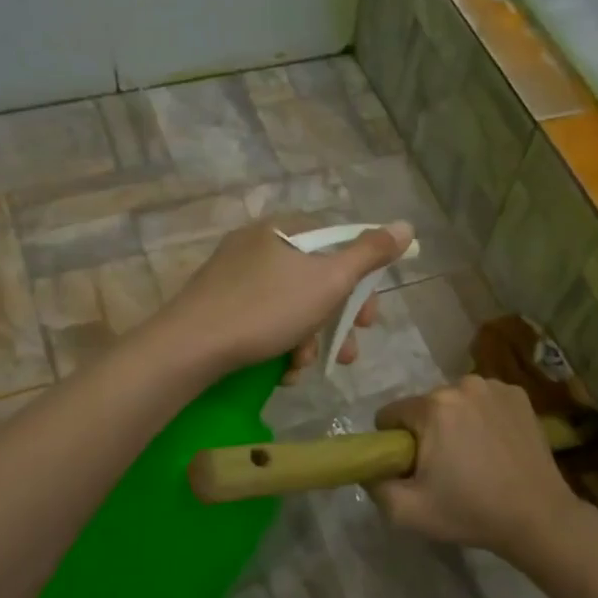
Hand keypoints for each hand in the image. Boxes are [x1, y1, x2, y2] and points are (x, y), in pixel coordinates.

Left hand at [159, 218, 414, 379]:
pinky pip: (264, 320)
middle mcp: (258, 245)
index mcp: (284, 230)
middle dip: (335, 322)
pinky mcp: (219, 307)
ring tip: (306, 368)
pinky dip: (280, 345)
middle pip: (315, 280)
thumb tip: (406, 226)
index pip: (336, 243)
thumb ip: (369, 254)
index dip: (360, 281)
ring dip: (309, 341)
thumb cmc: (266, 308)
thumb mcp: (328, 280)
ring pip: (291, 306)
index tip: (367, 316)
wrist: (190, 347)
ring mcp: (235, 277)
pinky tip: (282, 371)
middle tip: (347, 351)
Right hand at [369, 376, 582, 558]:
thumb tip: (371, 468)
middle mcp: (463, 384)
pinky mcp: (520, 395)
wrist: (538, 517)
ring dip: (455, 422)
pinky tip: (495, 446)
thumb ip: (375, 486)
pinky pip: (484, 401)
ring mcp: (495, 387)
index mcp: (433, 406)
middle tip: (445, 468)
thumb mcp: (407, 512)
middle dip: (426, 432)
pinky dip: (482, 418)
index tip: (411, 467)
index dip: (394, 443)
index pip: (390, 414)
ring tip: (474, 458)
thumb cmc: (470, 512)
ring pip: (455, 402)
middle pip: (424, 406)